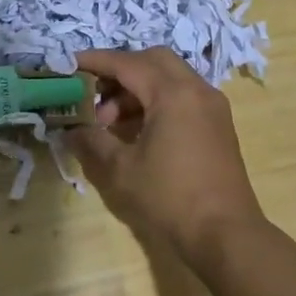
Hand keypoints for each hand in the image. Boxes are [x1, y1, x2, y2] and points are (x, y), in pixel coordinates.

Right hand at [67, 48, 265, 265]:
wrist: (226, 235)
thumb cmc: (171, 198)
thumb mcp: (121, 171)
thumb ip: (92, 141)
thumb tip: (71, 129)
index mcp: (173, 93)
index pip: (127, 63)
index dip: (96, 61)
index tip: (69, 63)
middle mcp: (196, 89)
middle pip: (153, 60)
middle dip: (120, 70)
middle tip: (93, 90)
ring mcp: (212, 106)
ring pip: (169, 77)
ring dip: (138, 88)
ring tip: (109, 121)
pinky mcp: (218, 124)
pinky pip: (183, 95)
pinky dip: (157, 100)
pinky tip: (136, 130)